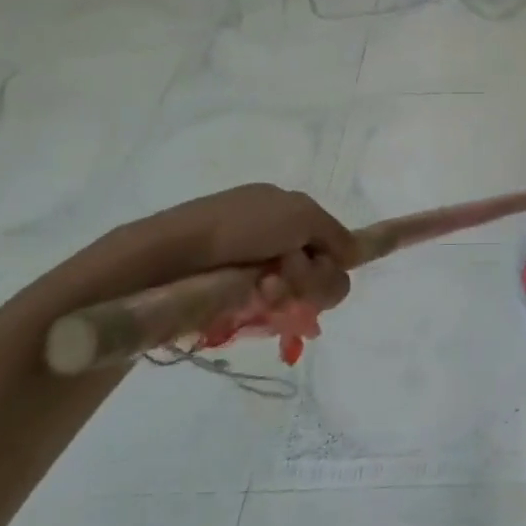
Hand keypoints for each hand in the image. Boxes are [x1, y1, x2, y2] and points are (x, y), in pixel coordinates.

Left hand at [50, 185, 357, 361]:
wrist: (173, 257)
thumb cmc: (239, 226)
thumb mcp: (301, 213)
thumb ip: (336, 234)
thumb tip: (352, 256)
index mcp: (286, 212)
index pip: (332, 243)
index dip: (333, 258)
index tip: (330, 264)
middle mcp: (275, 241)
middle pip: (324, 274)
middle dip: (313, 278)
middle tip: (287, 276)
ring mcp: (255, 274)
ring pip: (302, 298)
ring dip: (293, 293)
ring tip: (264, 291)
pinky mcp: (236, 303)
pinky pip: (274, 313)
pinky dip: (271, 308)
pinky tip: (253, 303)